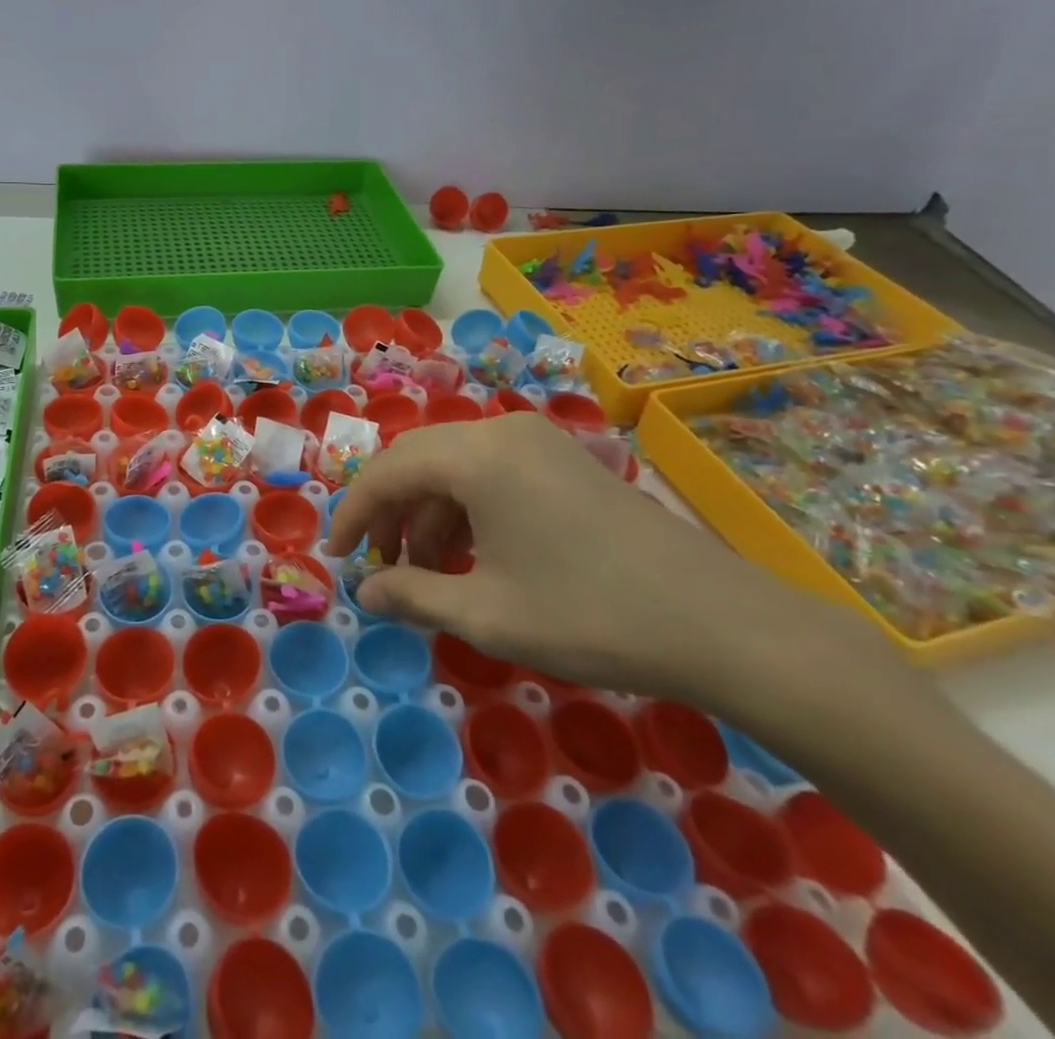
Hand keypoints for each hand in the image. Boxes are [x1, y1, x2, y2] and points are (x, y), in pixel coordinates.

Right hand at [327, 413, 869, 702]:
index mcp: (475, 456)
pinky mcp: (562, 460)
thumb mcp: (487, 614)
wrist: (717, 622)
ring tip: (425, 571)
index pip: (387, 472)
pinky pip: (490, 473)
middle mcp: (500, 432)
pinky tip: (472, 556)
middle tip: (377, 565)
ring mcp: (536, 442)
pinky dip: (465, 509)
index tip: (336, 558)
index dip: (352, 514)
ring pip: (453, 466)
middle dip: (388, 512)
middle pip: (417, 460)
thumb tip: (365, 592)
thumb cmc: (587, 614)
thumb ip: (413, 595)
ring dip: (427, 514)